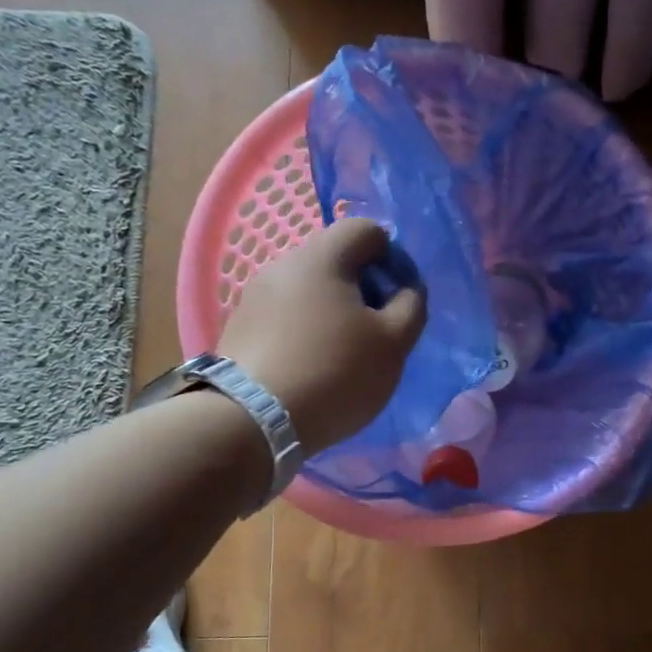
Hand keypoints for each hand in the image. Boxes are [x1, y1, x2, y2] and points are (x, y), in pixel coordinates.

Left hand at [218, 219, 426, 451]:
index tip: (399, 300)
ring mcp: (255, 296)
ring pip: (310, 289)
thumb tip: (406, 288)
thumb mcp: (394, 342)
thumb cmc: (335, 373)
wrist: (251, 421)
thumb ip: (411, 305)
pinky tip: (313, 367)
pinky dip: (307, 331)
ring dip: (335, 311)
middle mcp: (283, 264)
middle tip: (377, 331)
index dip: (393, 259)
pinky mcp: (240, 327)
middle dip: (365, 288)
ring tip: (345, 355)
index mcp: (322, 256)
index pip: (367, 230)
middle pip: (337, 259)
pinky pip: (286, 315)